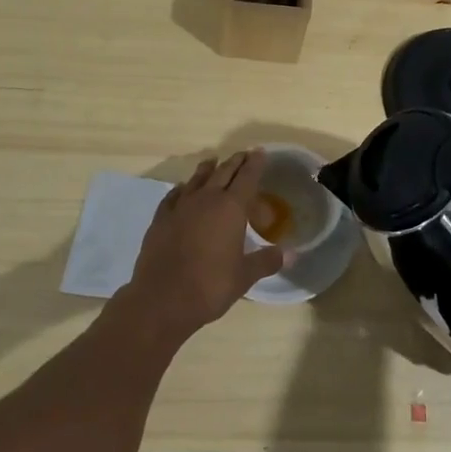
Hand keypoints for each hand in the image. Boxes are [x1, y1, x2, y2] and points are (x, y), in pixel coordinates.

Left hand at [121, 150, 286, 339]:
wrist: (162, 299)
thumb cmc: (210, 286)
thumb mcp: (244, 277)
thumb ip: (266, 261)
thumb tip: (290, 254)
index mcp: (231, 208)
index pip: (247, 178)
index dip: (255, 164)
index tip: (260, 152)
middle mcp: (207, 199)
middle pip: (223, 172)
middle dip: (235, 161)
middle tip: (244, 154)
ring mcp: (180, 207)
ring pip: (197, 179)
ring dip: (208, 169)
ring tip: (213, 161)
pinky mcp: (161, 219)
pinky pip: (173, 195)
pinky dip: (182, 188)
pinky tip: (182, 189)